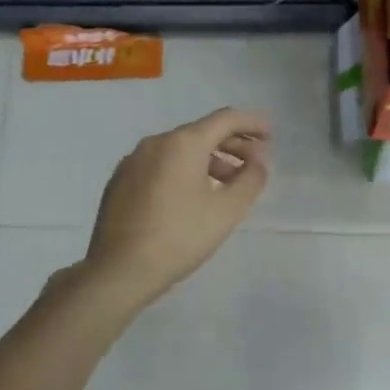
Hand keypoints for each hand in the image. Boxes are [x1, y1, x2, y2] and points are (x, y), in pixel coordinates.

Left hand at [76, 108, 270, 310]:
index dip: (251, 123)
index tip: (270, 134)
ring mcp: (132, 162)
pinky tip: (192, 196)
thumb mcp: (227, 210)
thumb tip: (258, 161)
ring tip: (227, 183)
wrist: (120, 270)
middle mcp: (155, 143)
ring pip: (179, 150)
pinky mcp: (120, 182)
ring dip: (208, 160)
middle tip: (254, 162)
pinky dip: (183, 170)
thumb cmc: (180, 237)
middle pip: (200, 133)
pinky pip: (160, 165)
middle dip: (231, 144)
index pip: (224, 119)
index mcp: (182, 143)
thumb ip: (250, 179)